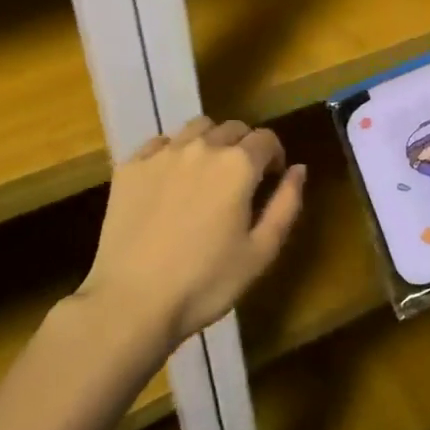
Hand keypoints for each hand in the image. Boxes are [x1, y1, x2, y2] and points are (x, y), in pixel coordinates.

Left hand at [79, 116, 306, 349]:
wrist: (131, 302)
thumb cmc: (205, 283)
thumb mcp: (261, 252)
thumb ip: (287, 204)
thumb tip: (299, 169)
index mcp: (238, 165)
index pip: (267, 139)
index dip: (275, 156)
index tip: (272, 178)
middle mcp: (202, 147)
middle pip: (233, 128)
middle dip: (245, 146)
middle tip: (242, 179)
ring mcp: (162, 153)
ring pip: (197, 128)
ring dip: (211, 141)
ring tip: (207, 173)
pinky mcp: (130, 167)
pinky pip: (160, 143)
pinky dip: (173, 151)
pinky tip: (171, 179)